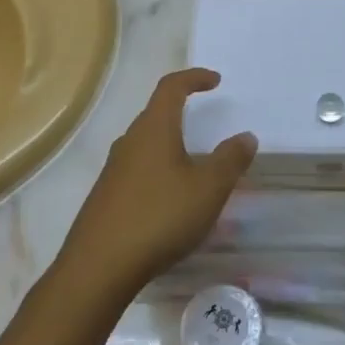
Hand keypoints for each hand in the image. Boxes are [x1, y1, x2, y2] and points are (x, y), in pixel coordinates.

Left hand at [59, 67, 256, 297]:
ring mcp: (114, 169)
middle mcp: (129, 141)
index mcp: (154, 129)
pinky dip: (159, 171)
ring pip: (146, 144)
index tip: (215, 81)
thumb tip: (246, 136)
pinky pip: (137, 170)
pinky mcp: (106, 196)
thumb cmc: (159, 217)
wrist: (99, 266)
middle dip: (182, 111)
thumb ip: (230, 160)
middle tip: (206, 121)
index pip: (171, 87)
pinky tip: (171, 199)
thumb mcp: (208, 188)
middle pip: (156, 114)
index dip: (194, 78)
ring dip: (170, 145)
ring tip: (194, 164)